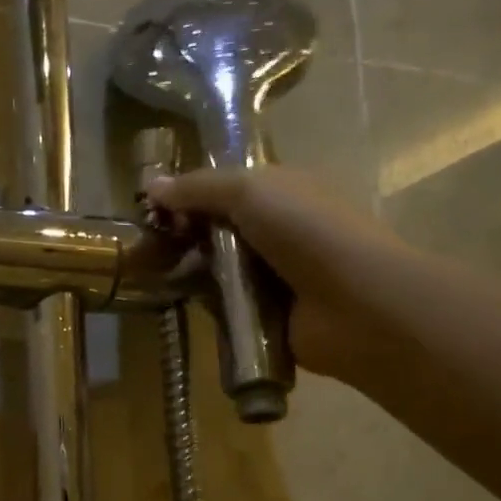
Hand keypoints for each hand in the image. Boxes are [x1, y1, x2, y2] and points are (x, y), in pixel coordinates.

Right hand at [146, 167, 398, 386]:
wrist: (354, 305)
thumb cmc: (307, 232)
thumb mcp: (250, 192)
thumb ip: (199, 188)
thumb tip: (151, 185)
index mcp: (281, 191)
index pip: (224, 187)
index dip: (189, 193)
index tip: (152, 207)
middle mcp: (277, 230)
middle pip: (217, 229)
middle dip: (182, 234)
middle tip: (145, 247)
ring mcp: (273, 275)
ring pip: (218, 269)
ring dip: (191, 271)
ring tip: (155, 276)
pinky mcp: (266, 316)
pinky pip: (225, 306)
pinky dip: (206, 305)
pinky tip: (181, 304)